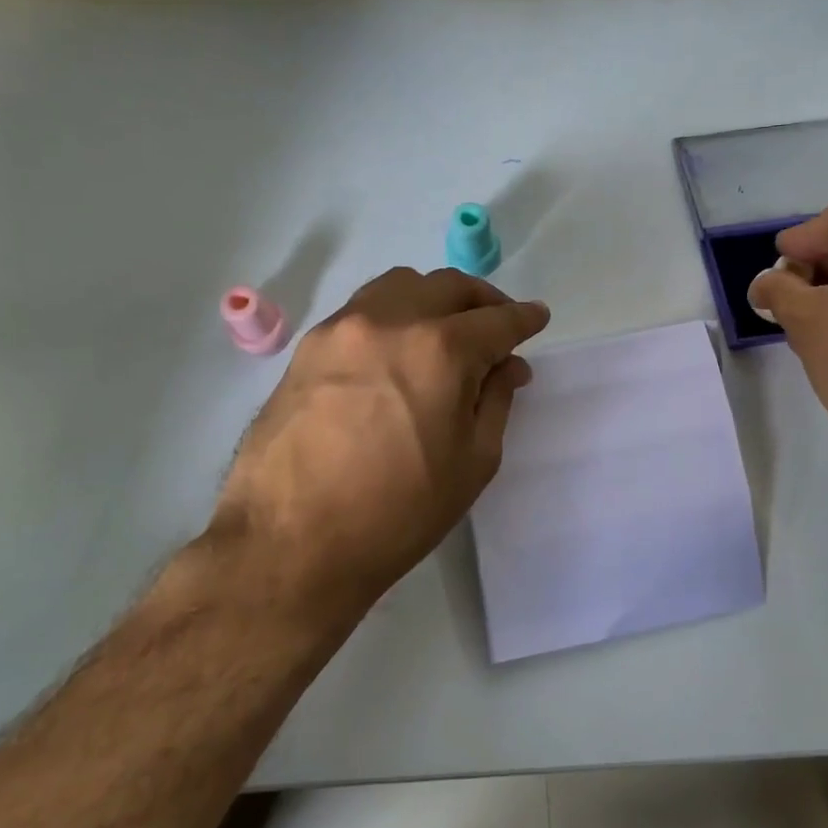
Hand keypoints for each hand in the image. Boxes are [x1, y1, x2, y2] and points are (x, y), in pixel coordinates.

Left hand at [211, 267, 549, 614]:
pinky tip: (395, 349)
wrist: (291, 542)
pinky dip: (393, 314)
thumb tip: (508, 366)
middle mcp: (392, 321)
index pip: (497, 320)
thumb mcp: (472, 462)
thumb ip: (496, 400)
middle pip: (449, 286)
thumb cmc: (397, 512)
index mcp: (441, 350)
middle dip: (483, 299)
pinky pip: (362, 309)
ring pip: (401, 286)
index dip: (524, 319)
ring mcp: (343, 328)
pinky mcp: (308, 346)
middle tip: (496, 325)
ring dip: (434, 298)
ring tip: (444, 330)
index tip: (537, 317)